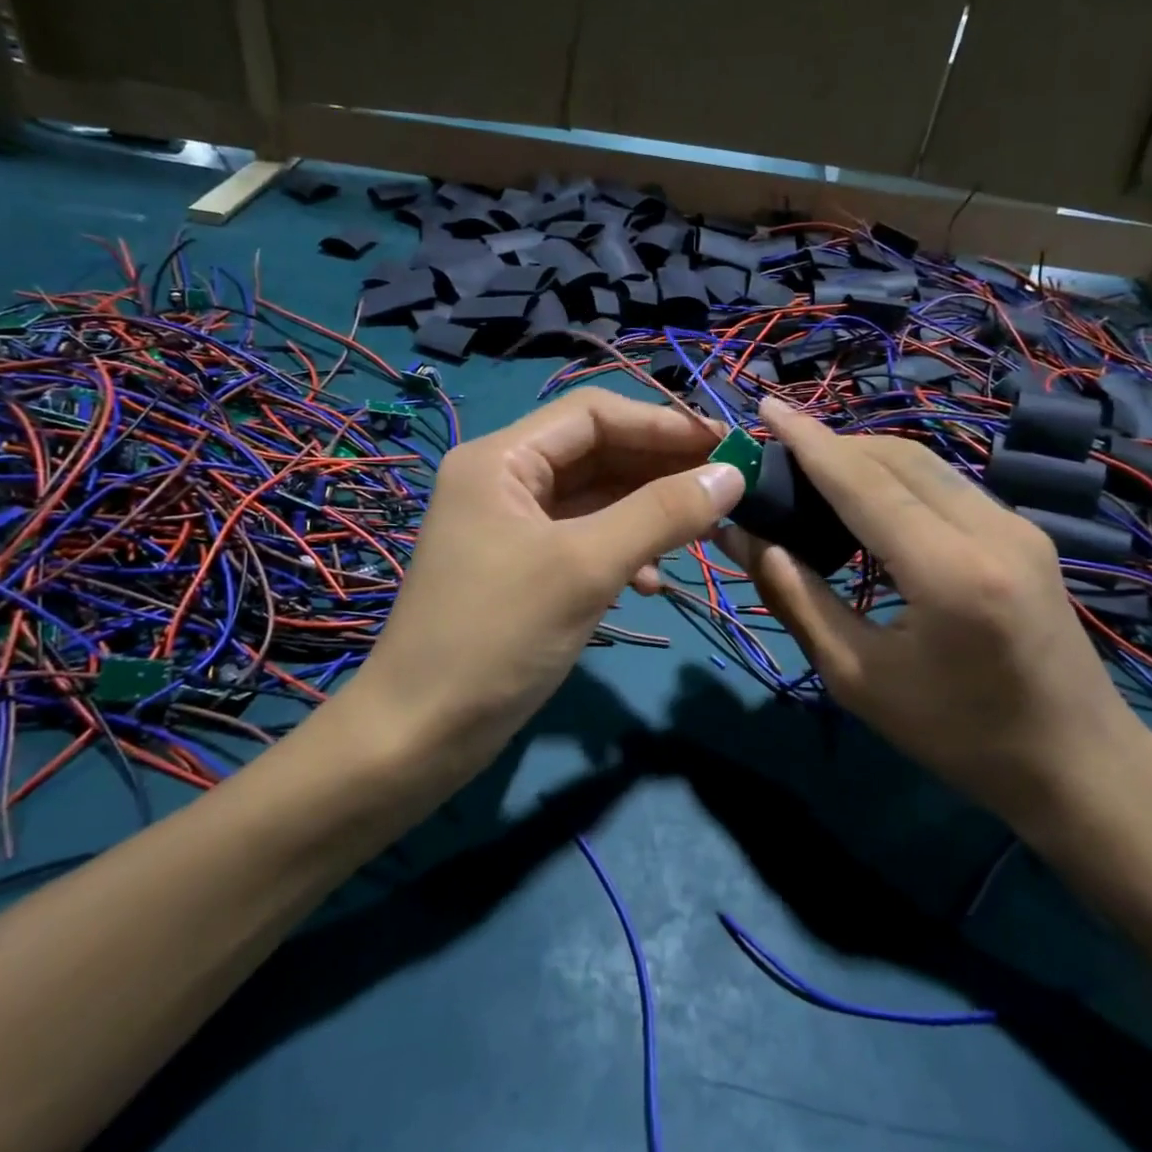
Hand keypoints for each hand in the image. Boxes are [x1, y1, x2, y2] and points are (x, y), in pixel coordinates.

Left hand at [353, 388, 742, 768]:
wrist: (419, 736)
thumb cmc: (496, 638)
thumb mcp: (585, 568)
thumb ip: (661, 514)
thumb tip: (733, 474)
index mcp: (501, 459)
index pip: (593, 414)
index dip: (662, 424)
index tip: (725, 446)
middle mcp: (503, 480)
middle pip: (597, 453)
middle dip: (661, 469)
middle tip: (725, 489)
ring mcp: (512, 526)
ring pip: (596, 499)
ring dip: (648, 512)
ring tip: (704, 533)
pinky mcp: (523, 568)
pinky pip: (584, 540)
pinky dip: (622, 552)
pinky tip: (650, 582)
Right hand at [717, 398, 1149, 833]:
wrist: (1081, 764)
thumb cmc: (960, 737)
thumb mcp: (858, 679)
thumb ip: (797, 599)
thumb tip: (744, 538)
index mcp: (950, 573)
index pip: (865, 484)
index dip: (810, 442)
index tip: (766, 405)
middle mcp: (992, 530)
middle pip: (897, 458)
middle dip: (833, 445)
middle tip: (778, 455)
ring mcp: (1017, 525)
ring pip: (925, 462)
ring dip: (864, 456)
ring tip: (811, 472)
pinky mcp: (1025, 532)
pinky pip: (947, 483)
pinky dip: (897, 477)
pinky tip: (866, 499)